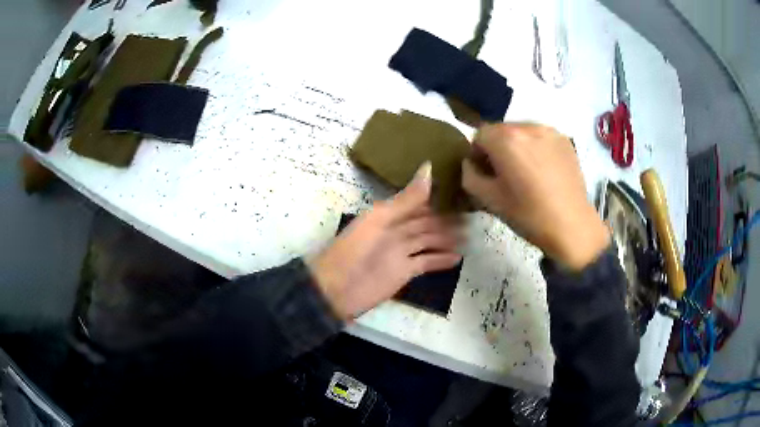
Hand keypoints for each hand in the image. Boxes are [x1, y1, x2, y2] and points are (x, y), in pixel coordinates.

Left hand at [309, 163, 462, 319]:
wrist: (338, 287)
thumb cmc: (355, 248)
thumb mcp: (380, 219)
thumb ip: (407, 199)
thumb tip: (429, 167)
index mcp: (388, 215)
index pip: (417, 204)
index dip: (436, 199)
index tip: (460, 193)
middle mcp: (397, 231)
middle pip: (426, 224)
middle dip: (446, 221)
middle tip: (471, 218)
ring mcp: (402, 253)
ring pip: (429, 242)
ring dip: (447, 239)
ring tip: (469, 237)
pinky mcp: (406, 272)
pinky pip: (427, 263)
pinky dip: (441, 260)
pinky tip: (458, 257)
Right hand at [462, 123, 608, 270]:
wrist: (572, 226)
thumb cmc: (528, 215)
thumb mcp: (489, 200)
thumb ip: (470, 176)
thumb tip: (470, 164)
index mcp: (506, 139)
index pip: (479, 134)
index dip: (477, 153)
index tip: (484, 173)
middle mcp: (527, 127)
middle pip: (501, 130)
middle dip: (497, 148)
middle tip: (504, 174)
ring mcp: (548, 131)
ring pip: (521, 132)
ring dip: (516, 146)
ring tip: (526, 172)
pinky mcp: (564, 139)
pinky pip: (540, 137)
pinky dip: (535, 148)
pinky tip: (542, 170)